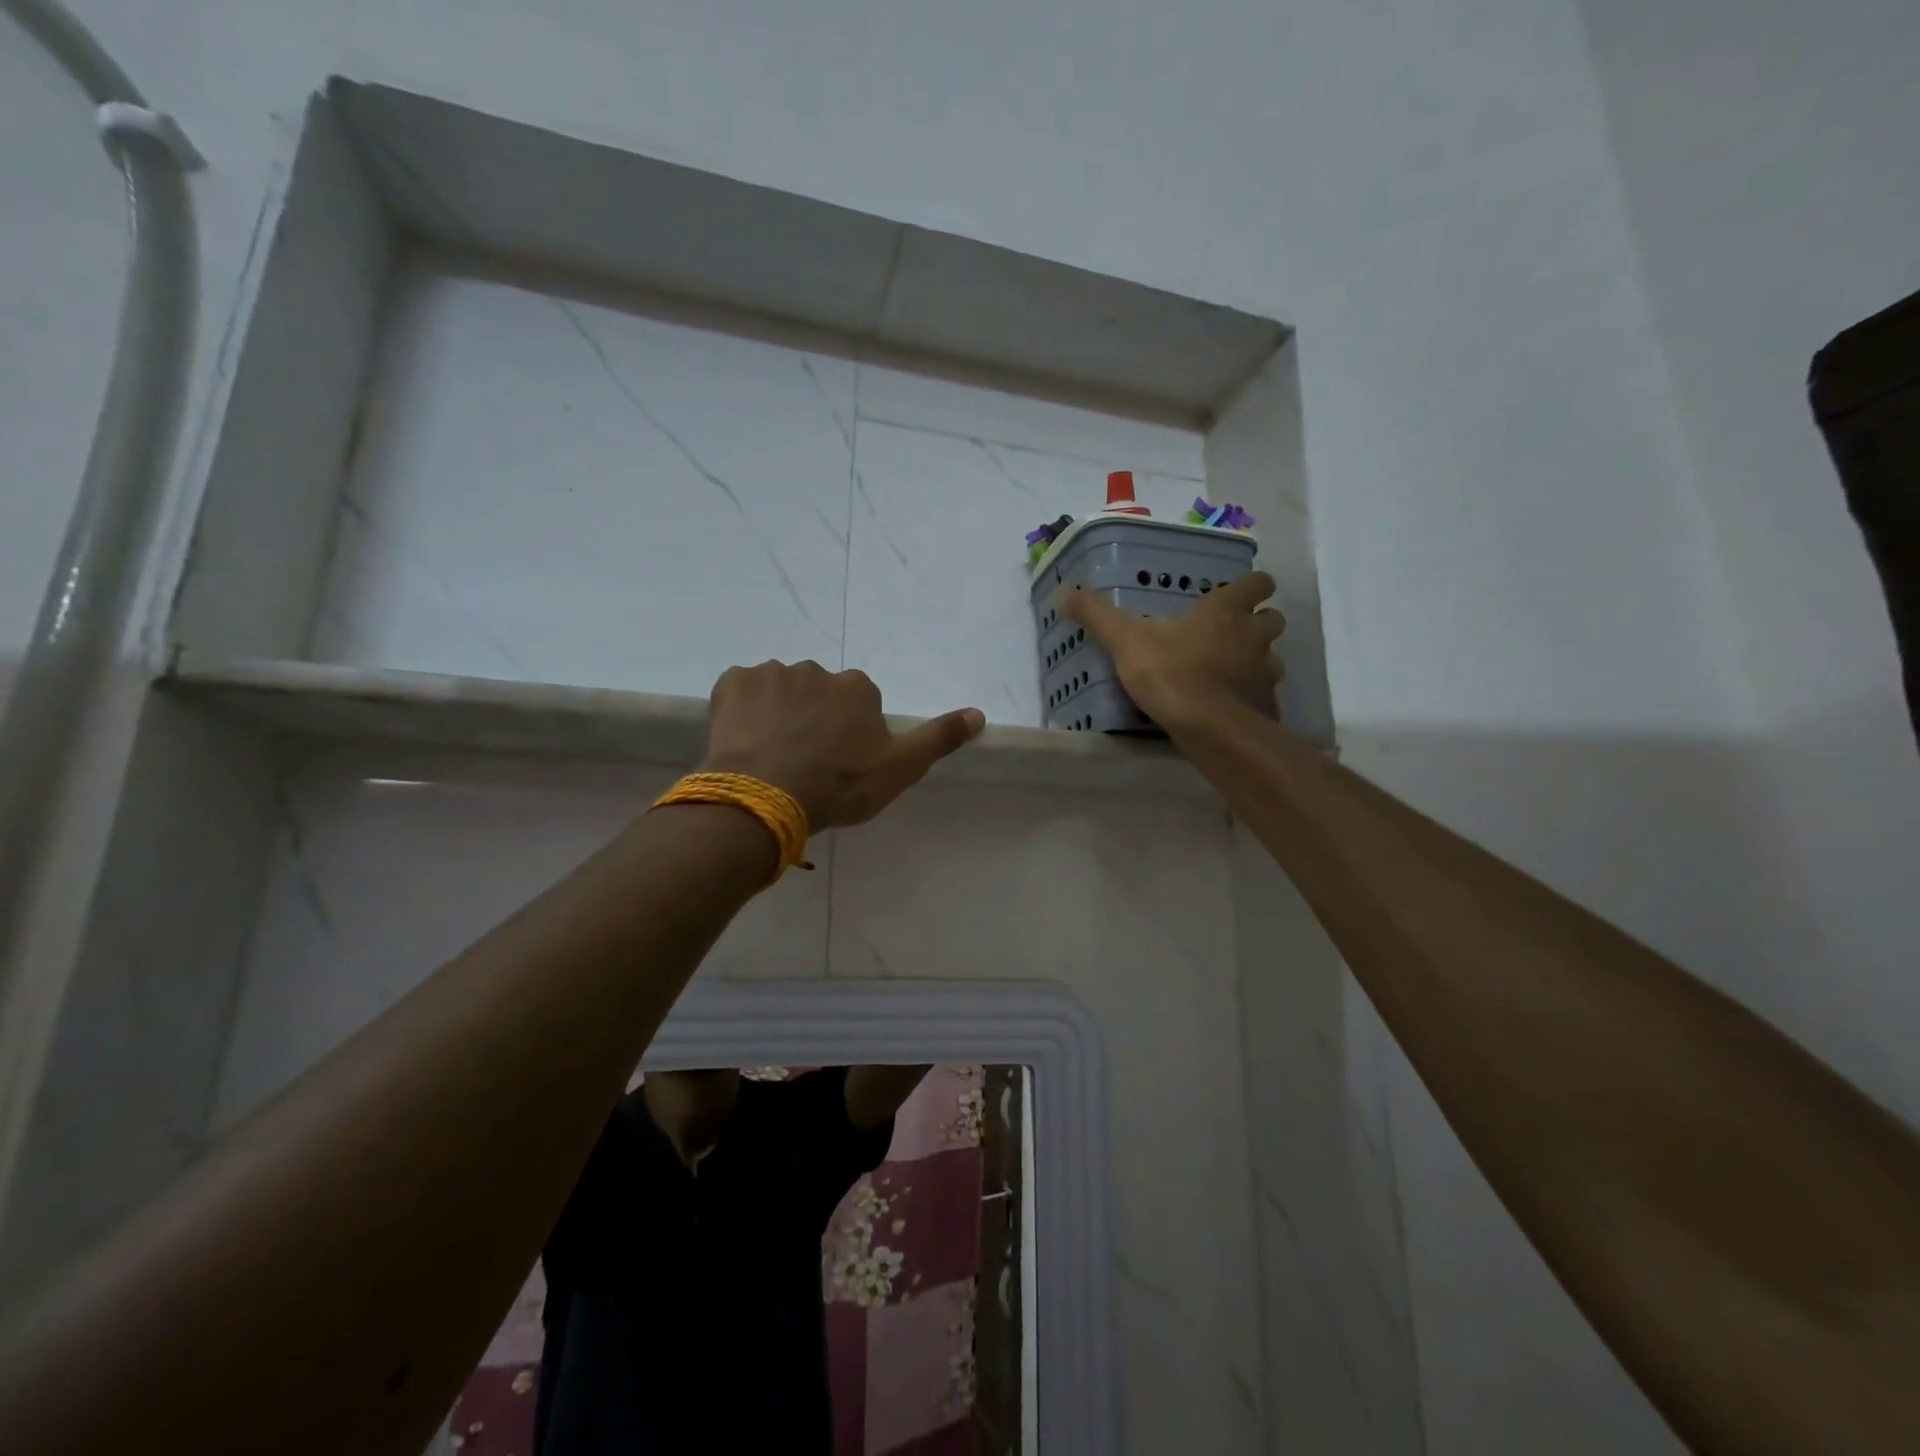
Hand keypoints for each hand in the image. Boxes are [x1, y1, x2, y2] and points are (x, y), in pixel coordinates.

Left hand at [700, 661, 984, 831]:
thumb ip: (939, 738)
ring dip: (777, 715)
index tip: (839, 762)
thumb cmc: (840, 785)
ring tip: (771, 756)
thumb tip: (979, 713)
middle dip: (812, 718)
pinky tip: (743, 741)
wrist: (768, 796)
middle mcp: (816, 670)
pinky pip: (740, 692)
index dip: (848, 733)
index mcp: (857, 687)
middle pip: (817, 693)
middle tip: (804, 761)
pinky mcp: (732, 682)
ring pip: (778, 692)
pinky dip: (742, 711)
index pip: (857, 702)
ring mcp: (771, 673)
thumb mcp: (900, 769)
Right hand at [1057, 571, 1284, 728]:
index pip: (1258, 583)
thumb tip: (1064, 589)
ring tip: (1231, 672)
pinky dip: (1253, 697)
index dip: (1252, 585)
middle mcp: (1253, 636)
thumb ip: (1097, 615)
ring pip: (1273, 658)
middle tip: (1232, 634)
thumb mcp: (1125, 641)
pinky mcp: (1266, 706)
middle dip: (1258, 623)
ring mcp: (1265, 672)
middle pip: (1273, 619)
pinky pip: (1265, 695)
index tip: (1239, 593)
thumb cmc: (1171, 674)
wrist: (1210, 729)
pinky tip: (1231, 708)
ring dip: (1258, 660)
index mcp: (1225, 611)